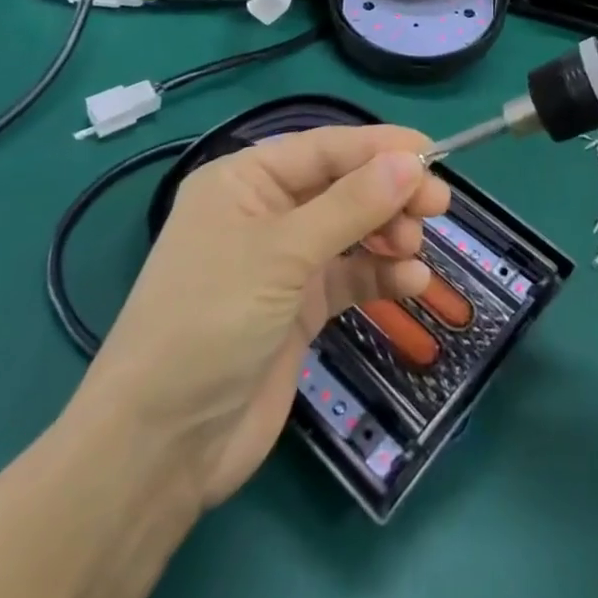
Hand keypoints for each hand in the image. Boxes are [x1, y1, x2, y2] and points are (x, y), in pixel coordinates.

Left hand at [77, 125, 449, 508]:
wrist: (159, 449)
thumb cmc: (210, 323)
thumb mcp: (282, 254)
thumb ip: (350, 206)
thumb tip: (410, 161)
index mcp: (245, 181)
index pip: (324, 148)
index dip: (379, 148)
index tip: (433, 155)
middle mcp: (264, 212)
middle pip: (342, 186)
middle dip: (389, 194)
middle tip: (437, 206)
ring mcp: (282, 262)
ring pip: (351, 230)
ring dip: (388, 235)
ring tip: (414, 251)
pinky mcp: (298, 308)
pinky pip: (350, 276)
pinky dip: (381, 275)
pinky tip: (411, 283)